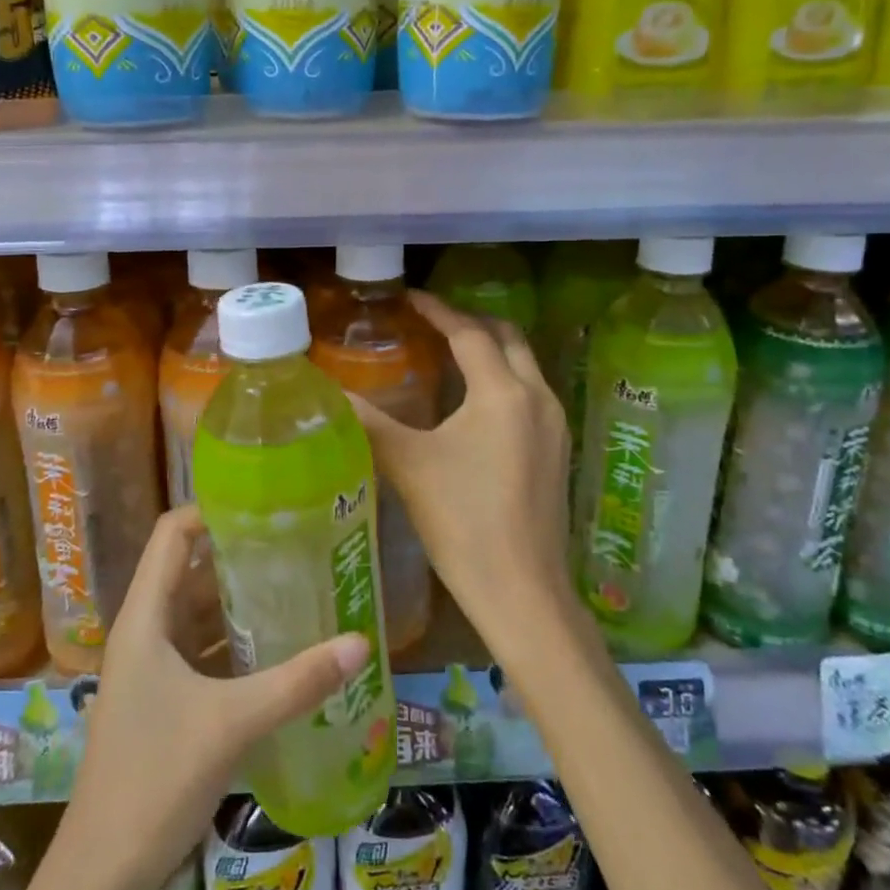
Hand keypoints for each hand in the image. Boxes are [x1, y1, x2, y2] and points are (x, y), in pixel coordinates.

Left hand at [59, 505, 372, 889]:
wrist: (101, 874)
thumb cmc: (155, 780)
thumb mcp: (232, 724)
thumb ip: (297, 682)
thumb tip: (361, 643)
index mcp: (145, 618)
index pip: (172, 534)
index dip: (211, 510)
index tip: (263, 505)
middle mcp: (145, 631)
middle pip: (189, 570)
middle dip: (238, 554)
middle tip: (295, 543)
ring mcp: (152, 668)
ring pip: (197, 613)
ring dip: (239, 600)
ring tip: (295, 585)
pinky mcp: (163, 700)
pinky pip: (202, 651)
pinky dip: (234, 642)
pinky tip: (276, 647)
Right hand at [350, 290, 574, 643]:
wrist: (522, 592)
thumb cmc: (463, 521)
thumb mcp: (410, 465)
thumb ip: (370, 421)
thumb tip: (331, 392)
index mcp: (503, 392)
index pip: (469, 333)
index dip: (437, 311)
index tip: (409, 298)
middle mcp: (538, 397)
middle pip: (507, 338)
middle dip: (470, 323)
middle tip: (431, 323)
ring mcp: (554, 424)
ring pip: (524, 365)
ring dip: (490, 350)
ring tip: (449, 354)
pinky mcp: (557, 450)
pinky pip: (530, 393)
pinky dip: (503, 379)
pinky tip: (474, 402)